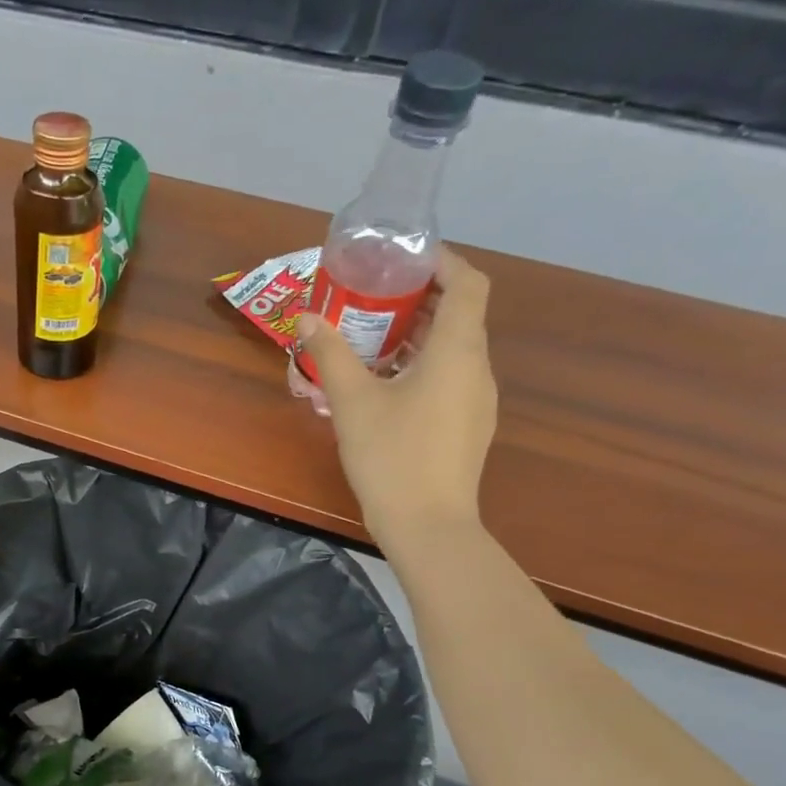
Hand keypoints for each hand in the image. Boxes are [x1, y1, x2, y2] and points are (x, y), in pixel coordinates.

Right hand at [296, 248, 496, 564]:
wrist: (427, 526)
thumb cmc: (392, 456)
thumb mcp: (352, 402)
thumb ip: (331, 355)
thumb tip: (307, 318)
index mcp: (457, 352)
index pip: (469, 284)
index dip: (444, 262)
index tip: (405, 260)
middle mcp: (477, 369)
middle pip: (461, 315)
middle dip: (421, 299)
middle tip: (374, 297)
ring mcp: (477, 401)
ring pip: (454, 350)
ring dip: (420, 335)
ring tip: (373, 338)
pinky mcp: (468, 427)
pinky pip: (450, 378)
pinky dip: (423, 365)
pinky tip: (386, 384)